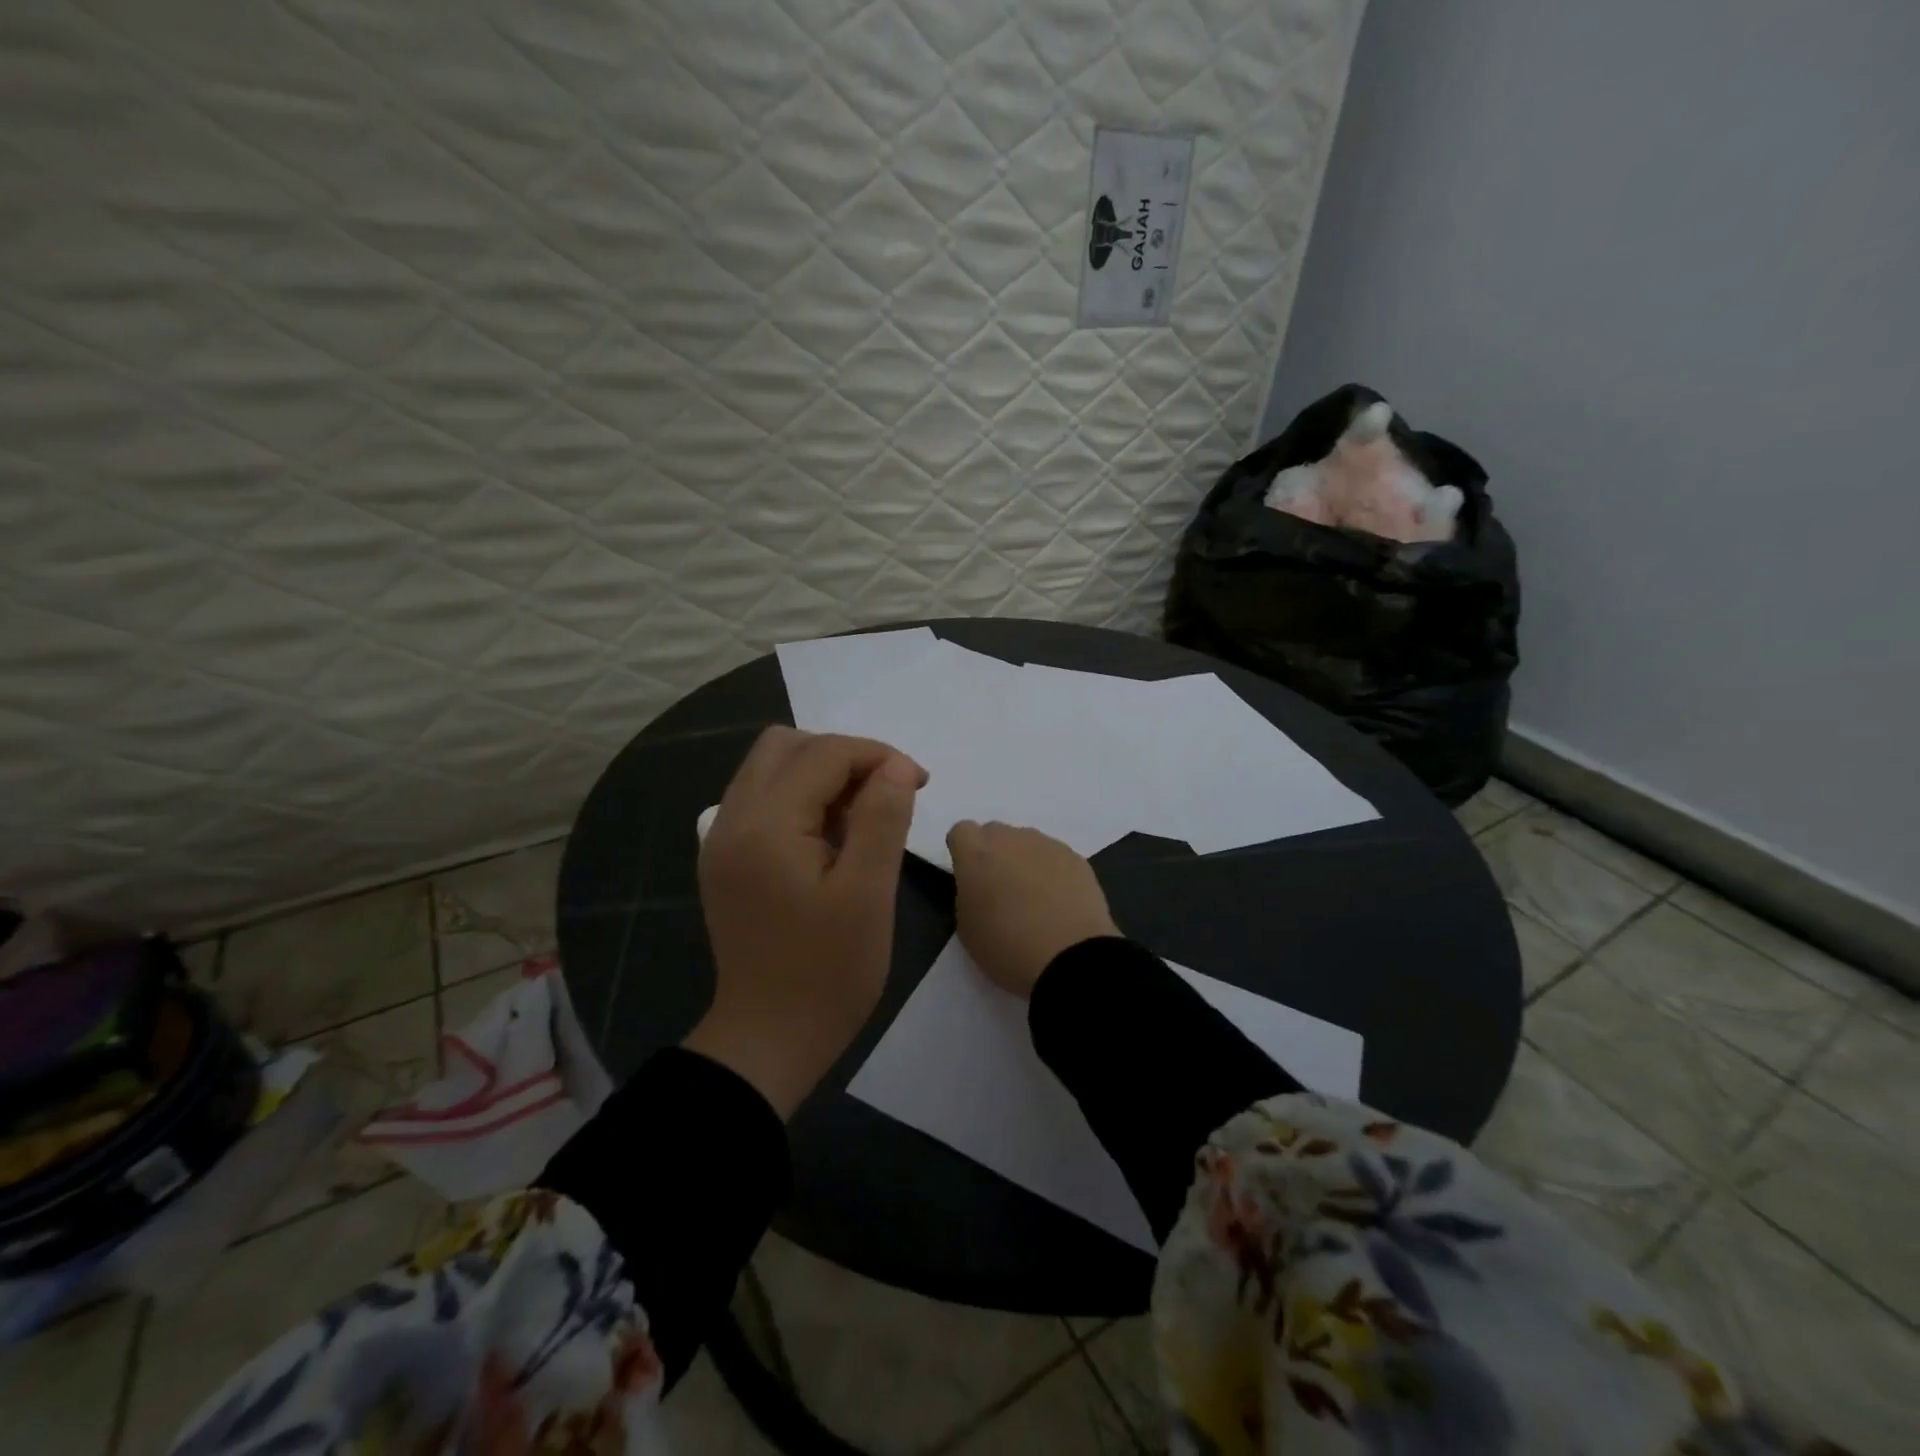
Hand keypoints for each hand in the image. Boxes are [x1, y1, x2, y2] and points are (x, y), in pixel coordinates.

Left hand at [685, 727, 924, 1116]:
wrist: (768, 1040)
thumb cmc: (828, 972)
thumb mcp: (869, 893)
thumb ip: (882, 818)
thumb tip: (895, 766)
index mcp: (766, 824)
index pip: (824, 753)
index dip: (877, 756)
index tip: (918, 784)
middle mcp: (732, 819)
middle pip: (786, 746)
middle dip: (844, 757)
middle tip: (884, 796)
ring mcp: (721, 839)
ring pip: (770, 768)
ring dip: (820, 774)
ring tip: (860, 817)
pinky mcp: (724, 860)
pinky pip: (761, 800)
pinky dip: (799, 798)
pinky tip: (828, 838)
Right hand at [946, 821, 1118, 997]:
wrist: (1069, 959)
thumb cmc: (1007, 948)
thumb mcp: (967, 927)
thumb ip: (968, 893)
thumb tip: (981, 884)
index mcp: (976, 854)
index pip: (961, 831)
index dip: (964, 852)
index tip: (970, 876)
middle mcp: (1010, 839)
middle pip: (995, 832)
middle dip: (994, 853)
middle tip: (1001, 888)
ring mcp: (1046, 845)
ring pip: (1026, 842)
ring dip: (1023, 860)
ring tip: (1034, 897)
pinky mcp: (1075, 857)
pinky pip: (1054, 856)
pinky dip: (1052, 871)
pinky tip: (1059, 901)